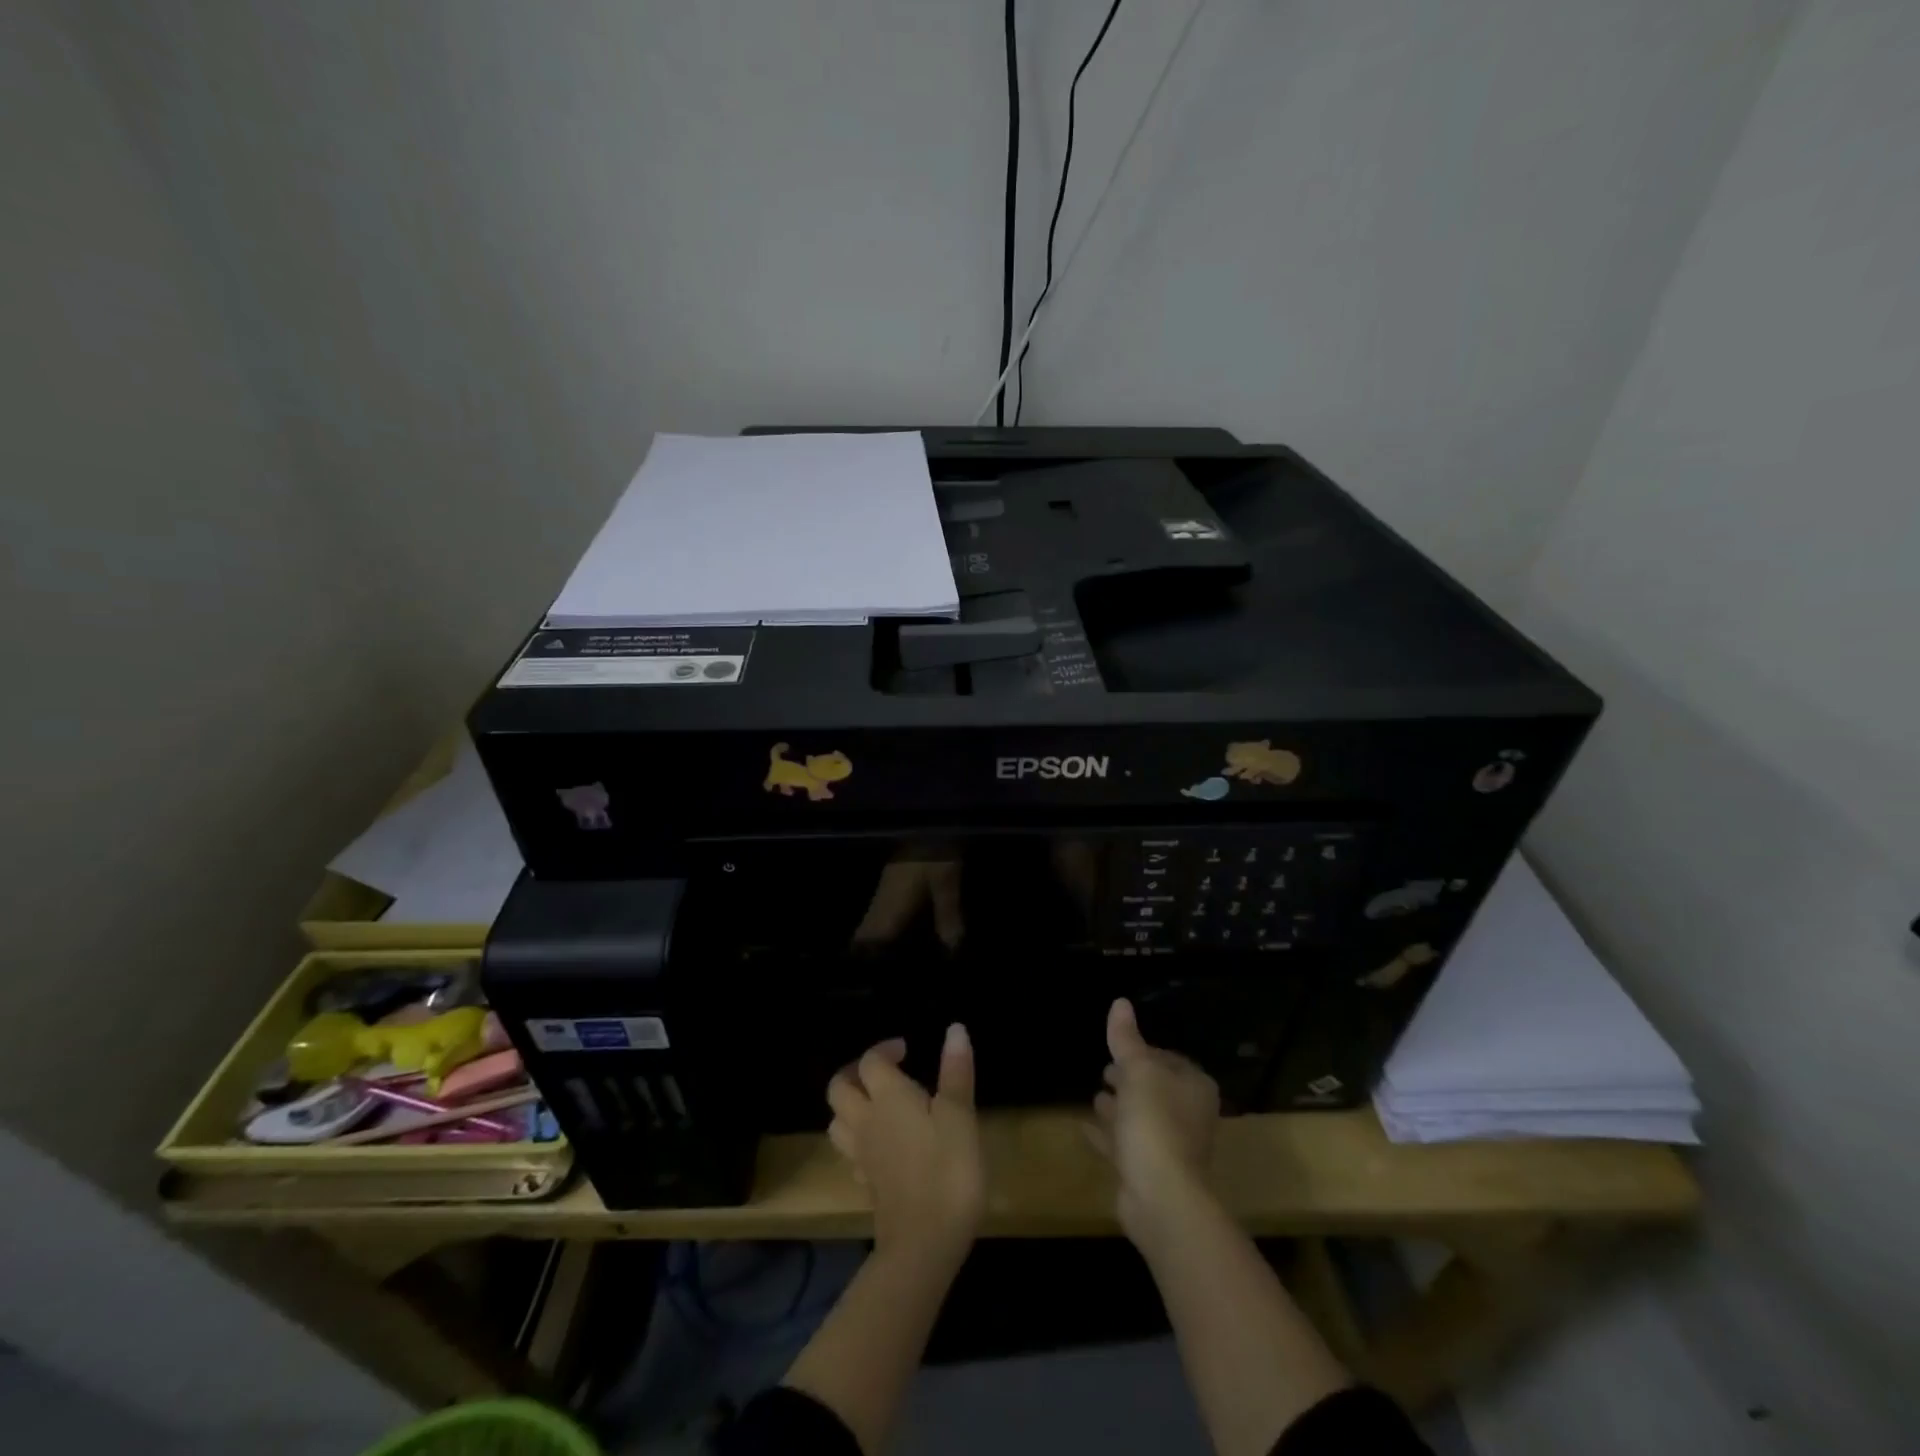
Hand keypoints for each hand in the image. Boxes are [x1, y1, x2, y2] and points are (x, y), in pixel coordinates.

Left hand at [827, 1025, 983, 1262]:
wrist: (925, 1244)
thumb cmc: (947, 1170)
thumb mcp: (960, 1116)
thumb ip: (955, 1072)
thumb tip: (955, 1029)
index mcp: (887, 1097)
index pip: (871, 1062)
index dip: (884, 1050)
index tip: (906, 1049)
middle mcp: (866, 1121)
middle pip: (839, 1089)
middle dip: (855, 1073)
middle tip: (883, 1071)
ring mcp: (862, 1156)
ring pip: (838, 1121)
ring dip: (850, 1106)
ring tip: (877, 1103)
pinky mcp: (867, 1185)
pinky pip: (850, 1152)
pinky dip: (859, 1140)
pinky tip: (880, 1146)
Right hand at [1088, 998, 1220, 1241]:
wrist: (1161, 1197)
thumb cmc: (1155, 1122)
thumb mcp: (1138, 1070)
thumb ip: (1126, 1038)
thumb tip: (1120, 1001)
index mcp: (1194, 1087)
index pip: (1168, 1059)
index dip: (1144, 1051)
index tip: (1119, 1048)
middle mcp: (1189, 1115)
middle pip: (1155, 1089)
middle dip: (1130, 1079)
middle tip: (1105, 1071)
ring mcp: (1171, 1146)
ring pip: (1141, 1118)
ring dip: (1119, 1108)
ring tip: (1095, 1096)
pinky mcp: (1151, 1172)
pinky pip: (1126, 1145)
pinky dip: (1108, 1135)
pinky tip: (1084, 1127)